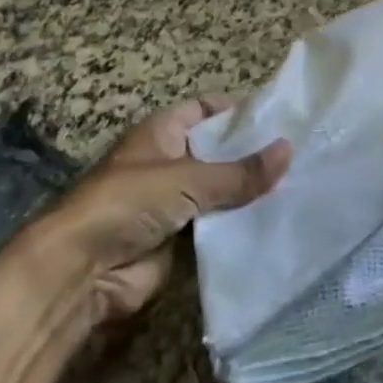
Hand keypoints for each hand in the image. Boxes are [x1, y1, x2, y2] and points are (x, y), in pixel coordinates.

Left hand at [13, 98, 290, 324]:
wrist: (81, 272)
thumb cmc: (127, 204)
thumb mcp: (187, 179)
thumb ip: (239, 172)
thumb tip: (289, 150)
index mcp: (161, 133)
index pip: (205, 110)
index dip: (237, 110)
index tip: (279, 115)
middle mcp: (168, 162)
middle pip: (218, 151)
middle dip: (252, 153)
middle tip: (300, 152)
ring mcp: (174, 202)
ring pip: (221, 190)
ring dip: (249, 191)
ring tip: (301, 183)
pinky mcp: (180, 239)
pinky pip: (218, 225)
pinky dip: (241, 223)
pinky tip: (277, 218)